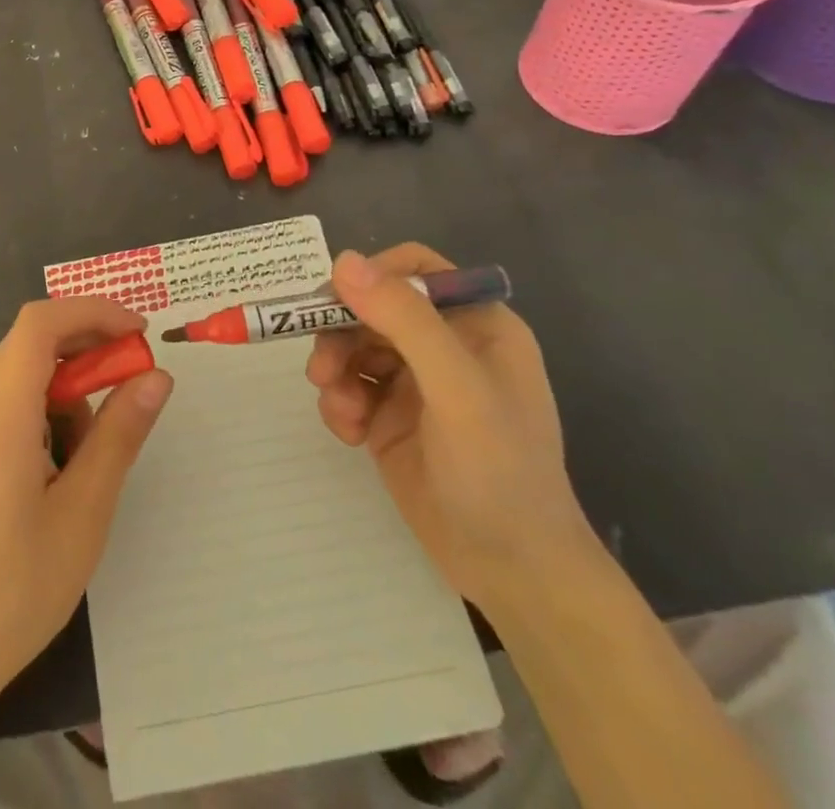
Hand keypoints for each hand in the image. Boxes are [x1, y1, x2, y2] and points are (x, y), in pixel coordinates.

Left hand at [0, 298, 173, 804]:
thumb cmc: (7, 594)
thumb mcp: (81, 516)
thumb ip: (118, 436)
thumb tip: (156, 377)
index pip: (40, 323)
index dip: (92, 312)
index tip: (139, 334)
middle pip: (27, 346)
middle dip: (84, 352)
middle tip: (131, 387)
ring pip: (14, 380)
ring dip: (61, 391)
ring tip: (91, 456)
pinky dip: (36, 415)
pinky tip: (54, 475)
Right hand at [307, 244, 596, 616]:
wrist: (512, 573)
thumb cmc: (499, 470)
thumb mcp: (456, 388)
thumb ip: (404, 319)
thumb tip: (343, 260)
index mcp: (475, 323)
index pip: (413, 269)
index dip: (372, 277)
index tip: (337, 305)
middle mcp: (444, 343)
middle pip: (372, 306)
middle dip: (341, 333)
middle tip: (323, 370)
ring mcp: (415, 381)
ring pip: (352, 345)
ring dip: (335, 370)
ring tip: (340, 409)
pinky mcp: (390, 416)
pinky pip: (349, 386)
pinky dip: (339, 402)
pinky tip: (349, 433)